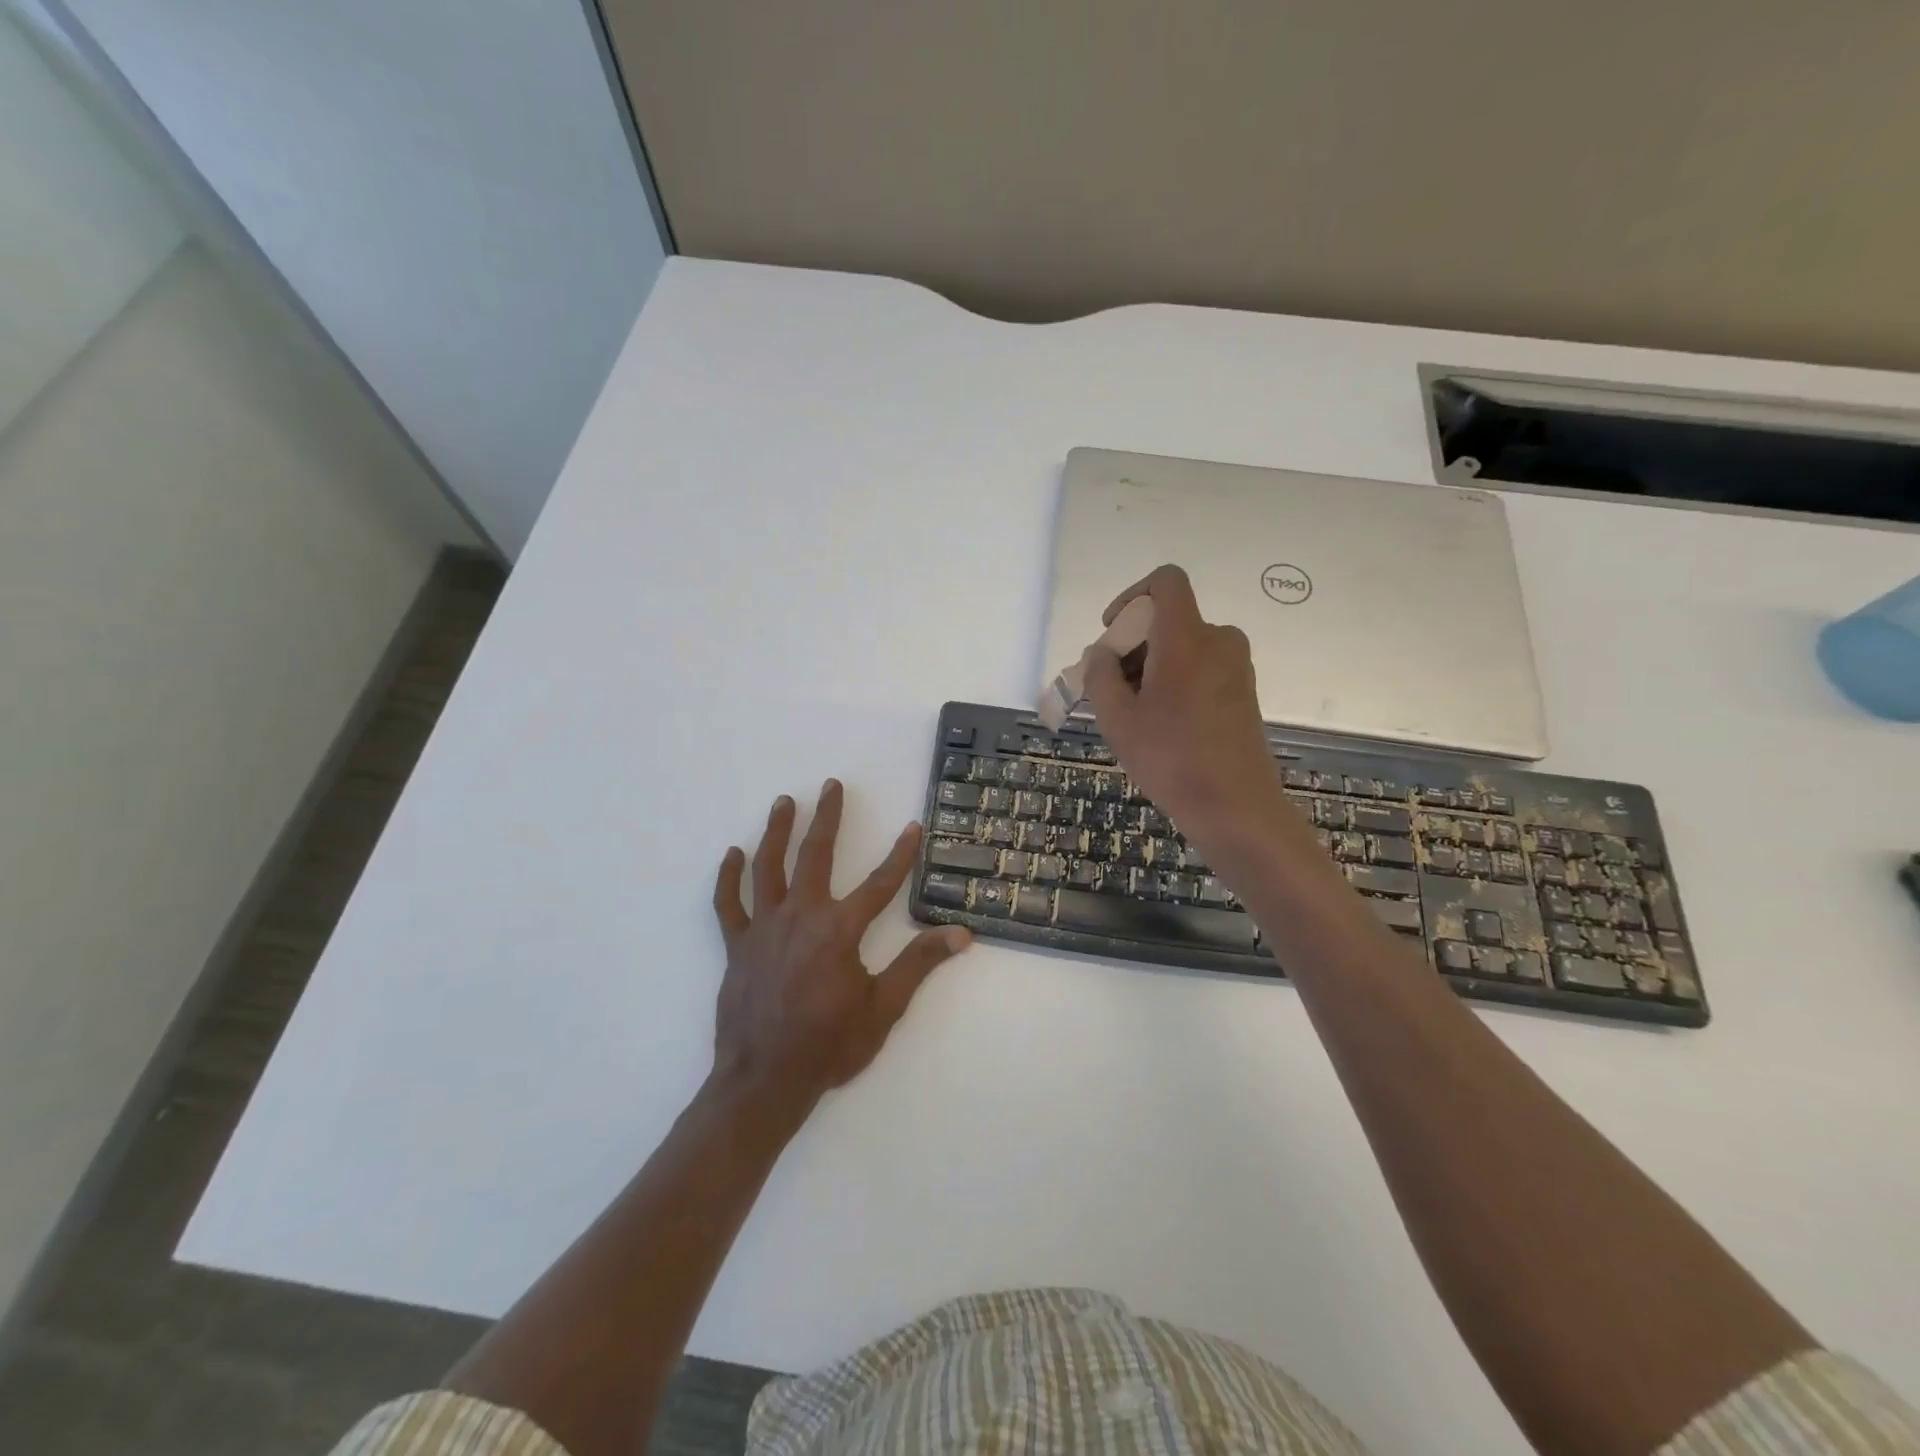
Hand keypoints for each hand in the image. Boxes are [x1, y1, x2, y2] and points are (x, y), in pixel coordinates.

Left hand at [710, 780, 970, 1110]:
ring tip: (785, 802)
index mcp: (840, 930)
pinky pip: (729, 903)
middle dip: (828, 817)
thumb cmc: (829, 1046)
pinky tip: (732, 853)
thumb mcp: (884, 1008)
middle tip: (832, 785)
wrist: (765, 1081)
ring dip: (777, 831)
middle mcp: (801, 916)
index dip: (900, 854)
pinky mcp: (737, 945)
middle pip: (816, 855)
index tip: (913, 826)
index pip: (880, 883)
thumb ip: (919, 965)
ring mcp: (764, 928)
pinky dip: (729, 877)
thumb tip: (962, 935)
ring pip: (769, 867)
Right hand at [1082, 565, 1290, 855]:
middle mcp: (1218, 640)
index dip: (1132, 596)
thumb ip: (1100, 676)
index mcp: (1187, 637)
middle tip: (1109, 689)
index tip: (1112, 632)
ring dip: (1150, 667)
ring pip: (1182, 647)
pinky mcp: (1243, 690)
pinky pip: (1200, 667)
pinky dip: (1174, 681)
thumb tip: (1101, 654)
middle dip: (1132, 645)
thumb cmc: (1170, 758)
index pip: (1166, 581)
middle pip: (1168, 620)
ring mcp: (1236, 666)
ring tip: (1132, 714)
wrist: (1235, 806)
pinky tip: (1160, 724)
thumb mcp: (1117, 719)